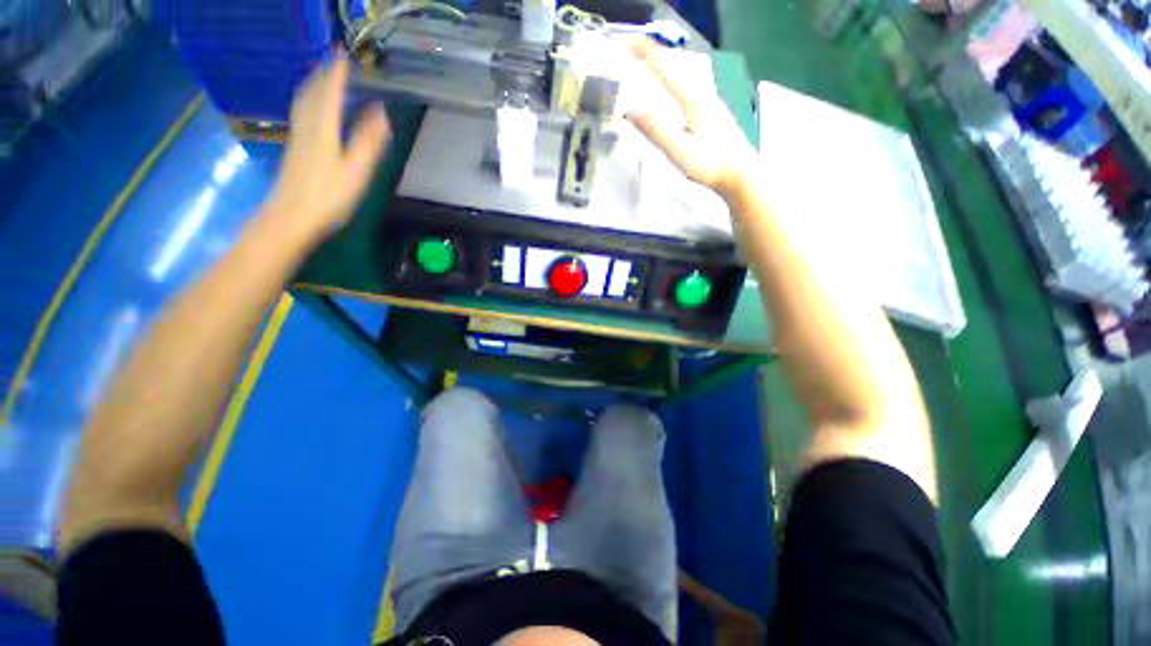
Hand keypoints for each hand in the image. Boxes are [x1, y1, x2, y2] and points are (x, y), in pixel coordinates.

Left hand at [264, 51, 390, 244]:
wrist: (291, 217)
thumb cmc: (329, 196)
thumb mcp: (355, 170)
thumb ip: (368, 141)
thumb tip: (381, 113)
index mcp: (322, 129)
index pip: (329, 93)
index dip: (336, 72)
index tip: (343, 53)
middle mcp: (306, 128)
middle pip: (311, 94)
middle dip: (322, 75)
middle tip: (332, 62)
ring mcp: (298, 139)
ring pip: (303, 104)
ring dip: (312, 87)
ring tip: (322, 79)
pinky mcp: (295, 151)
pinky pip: (301, 116)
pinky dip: (308, 103)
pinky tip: (312, 110)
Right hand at [627, 39, 756, 198]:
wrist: (741, 173)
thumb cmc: (711, 165)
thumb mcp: (680, 151)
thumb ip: (656, 130)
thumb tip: (631, 106)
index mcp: (692, 98)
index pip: (664, 66)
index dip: (643, 52)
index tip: (623, 43)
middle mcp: (701, 92)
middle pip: (674, 63)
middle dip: (651, 53)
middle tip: (629, 50)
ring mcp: (708, 100)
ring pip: (681, 72)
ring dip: (661, 63)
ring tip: (644, 63)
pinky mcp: (711, 111)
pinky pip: (686, 83)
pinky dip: (671, 77)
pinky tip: (669, 87)